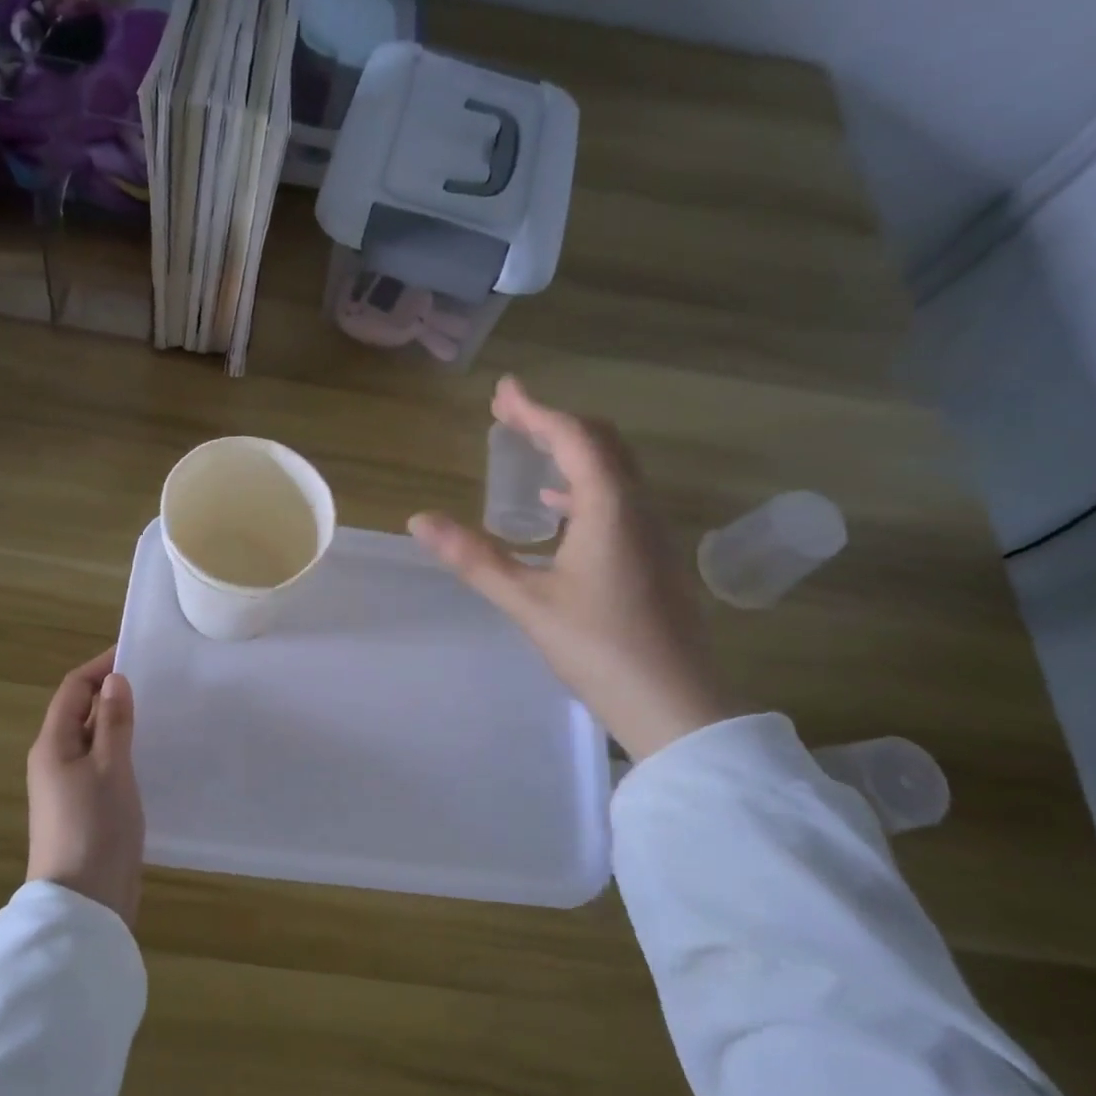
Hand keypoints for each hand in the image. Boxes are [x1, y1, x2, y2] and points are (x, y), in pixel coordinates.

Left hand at [25, 649, 144, 926]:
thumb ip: (113, 722)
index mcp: (52, 745)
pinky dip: (123, 752)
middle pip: (81, 713)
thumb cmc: (95, 828)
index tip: (136, 654)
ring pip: (94, 741)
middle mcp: (55, 761)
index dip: (101, 667)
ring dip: (120, 724)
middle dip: (113, 694)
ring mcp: (68, 788)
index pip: (73, 690)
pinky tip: (151, 756)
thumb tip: (114, 680)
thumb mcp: (110, 768)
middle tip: (156, 683)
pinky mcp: (85, 809)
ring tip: (159, 713)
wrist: (83, 903)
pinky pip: (102, 766)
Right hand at [409, 377, 736, 759]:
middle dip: (553, 422)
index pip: (573, 438)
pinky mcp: (654, 556)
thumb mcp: (528, 602)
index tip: (503, 391)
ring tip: (529, 450)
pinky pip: (619, 498)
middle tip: (510, 415)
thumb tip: (420, 520)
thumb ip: (474, 558)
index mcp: (610, 508)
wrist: (675, 703)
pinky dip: (585, 485)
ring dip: (572, 450)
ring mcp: (652, 533)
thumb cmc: (600, 648)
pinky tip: (559, 509)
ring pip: (614, 470)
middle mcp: (638, 508)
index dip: (535, 410)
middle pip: (600, 443)